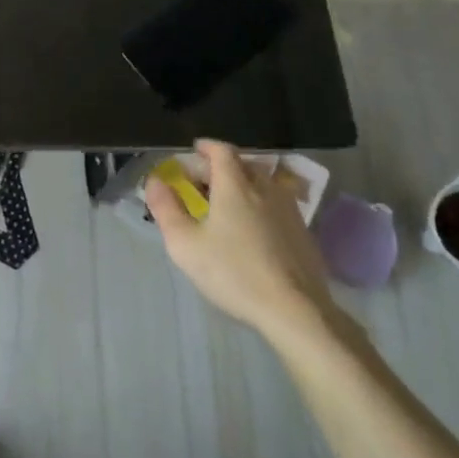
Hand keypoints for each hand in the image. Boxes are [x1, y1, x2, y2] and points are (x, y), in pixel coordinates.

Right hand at [146, 139, 349, 352]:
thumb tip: (154, 180)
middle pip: (243, 165)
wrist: (296, 311)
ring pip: (264, 185)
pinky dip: (262, 206)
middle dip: (222, 167)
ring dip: (244, 185)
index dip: (208, 147)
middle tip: (205, 182)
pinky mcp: (304, 234)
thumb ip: (166, 208)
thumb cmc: (234, 272)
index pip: (222, 151)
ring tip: (229, 204)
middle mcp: (264, 189)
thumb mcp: (186, 244)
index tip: (195, 150)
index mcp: (235, 185)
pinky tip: (255, 230)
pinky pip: (278, 206)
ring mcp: (289, 210)